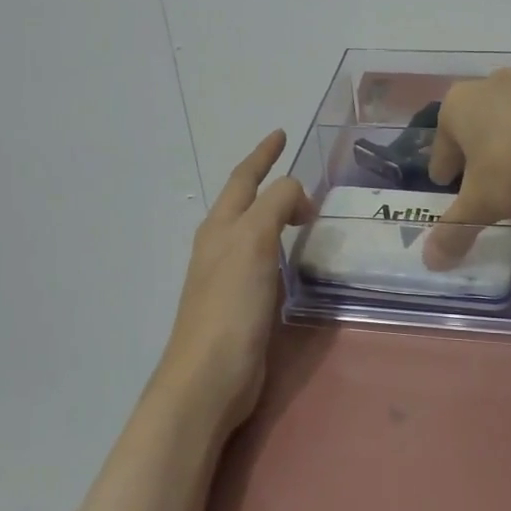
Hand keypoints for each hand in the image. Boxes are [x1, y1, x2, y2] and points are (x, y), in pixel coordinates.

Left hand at [156, 129, 313, 432]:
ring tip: (300, 209)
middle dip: (266, 182)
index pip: (244, 179)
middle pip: (245, 202)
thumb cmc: (231, 304)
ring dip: (274, 214)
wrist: (209, 376)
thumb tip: (297, 195)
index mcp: (221, 227)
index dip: (262, 155)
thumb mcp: (254, 241)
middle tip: (296, 172)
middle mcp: (220, 246)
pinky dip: (279, 247)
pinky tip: (291, 258)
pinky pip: (263, 260)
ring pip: (253, 231)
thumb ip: (276, 205)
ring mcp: (228, 276)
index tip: (280, 134)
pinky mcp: (241, 304)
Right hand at [422, 70, 510, 267]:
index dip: (443, 168)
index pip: (441, 143)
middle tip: (481, 182)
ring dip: (510, 142)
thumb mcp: (483, 206)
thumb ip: (454, 232)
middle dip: (475, 152)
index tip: (445, 183)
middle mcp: (491, 84)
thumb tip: (430, 262)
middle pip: (475, 126)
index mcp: (458, 104)